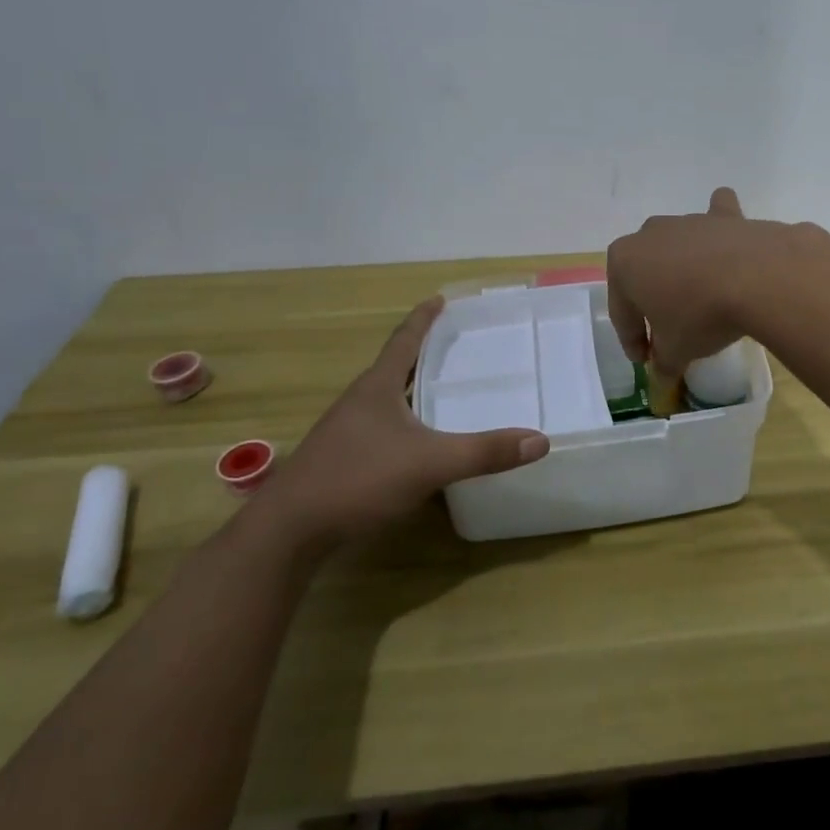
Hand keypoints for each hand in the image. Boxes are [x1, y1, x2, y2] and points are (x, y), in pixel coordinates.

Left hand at [257, 296, 549, 552]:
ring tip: (442, 390)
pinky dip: (404, 423)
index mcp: (376, 387)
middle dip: (423, 354)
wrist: (289, 530)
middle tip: (456, 345)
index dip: (424, 319)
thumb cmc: (358, 479)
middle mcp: (359, 401)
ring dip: (411, 389)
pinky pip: (381, 428)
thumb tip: (540, 441)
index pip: (404, 340)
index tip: (440, 299)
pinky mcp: (341, 459)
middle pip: (394, 367)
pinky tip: (418, 443)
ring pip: (386, 399)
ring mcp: (345, 431)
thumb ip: (484, 453)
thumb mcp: (430, 463)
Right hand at [606, 188, 818, 397]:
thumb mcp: (675, 350)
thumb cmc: (699, 315)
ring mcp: (688, 221)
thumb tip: (661, 377)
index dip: (632, 340)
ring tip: (701, 301)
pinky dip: (719, 228)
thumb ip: (663, 362)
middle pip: (646, 275)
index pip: (622, 311)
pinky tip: (726, 239)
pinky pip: (717, 217)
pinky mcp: (725, 216)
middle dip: (653, 302)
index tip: (646, 361)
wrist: (757, 277)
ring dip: (683, 271)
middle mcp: (650, 234)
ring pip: (678, 247)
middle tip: (669, 333)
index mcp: (623, 262)